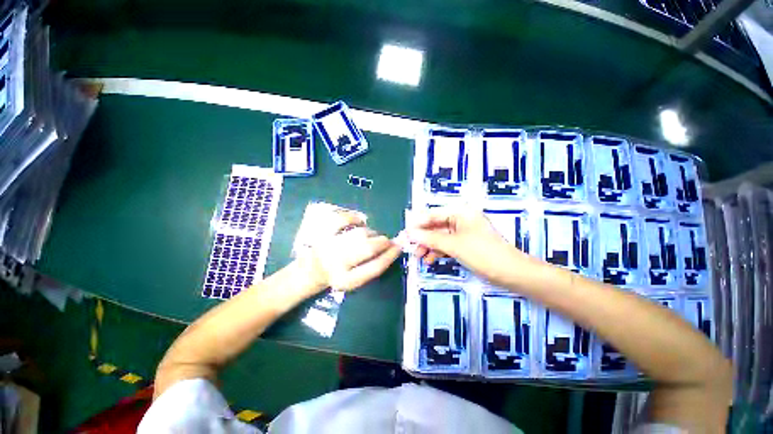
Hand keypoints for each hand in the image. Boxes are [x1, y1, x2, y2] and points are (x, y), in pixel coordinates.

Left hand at [299, 208, 401, 291]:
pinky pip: (343, 217)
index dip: (391, 255)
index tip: (399, 246)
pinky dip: (355, 218)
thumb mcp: (356, 279)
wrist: (310, 270)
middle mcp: (335, 263)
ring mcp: (327, 244)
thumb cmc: (338, 274)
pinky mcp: (321, 230)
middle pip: (368, 248)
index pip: (375, 267)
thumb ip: (373, 266)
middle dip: (383, 242)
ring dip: (371, 232)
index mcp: (346, 280)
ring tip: (368, 236)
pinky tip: (358, 222)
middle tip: (386, 240)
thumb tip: (393, 246)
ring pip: (359, 233)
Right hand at [406, 207, 530, 285]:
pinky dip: (438, 251)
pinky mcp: (466, 243)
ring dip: (429, 246)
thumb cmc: (483, 253)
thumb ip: (429, 238)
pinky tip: (430, 260)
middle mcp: (461, 219)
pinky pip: (447, 244)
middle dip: (423, 238)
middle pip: (435, 226)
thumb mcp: (453, 245)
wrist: (512, 273)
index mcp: (460, 212)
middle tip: (410, 248)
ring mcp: (463, 232)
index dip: (417, 225)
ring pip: (440, 236)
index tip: (404, 235)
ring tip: (419, 257)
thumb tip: (408, 233)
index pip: (432, 215)